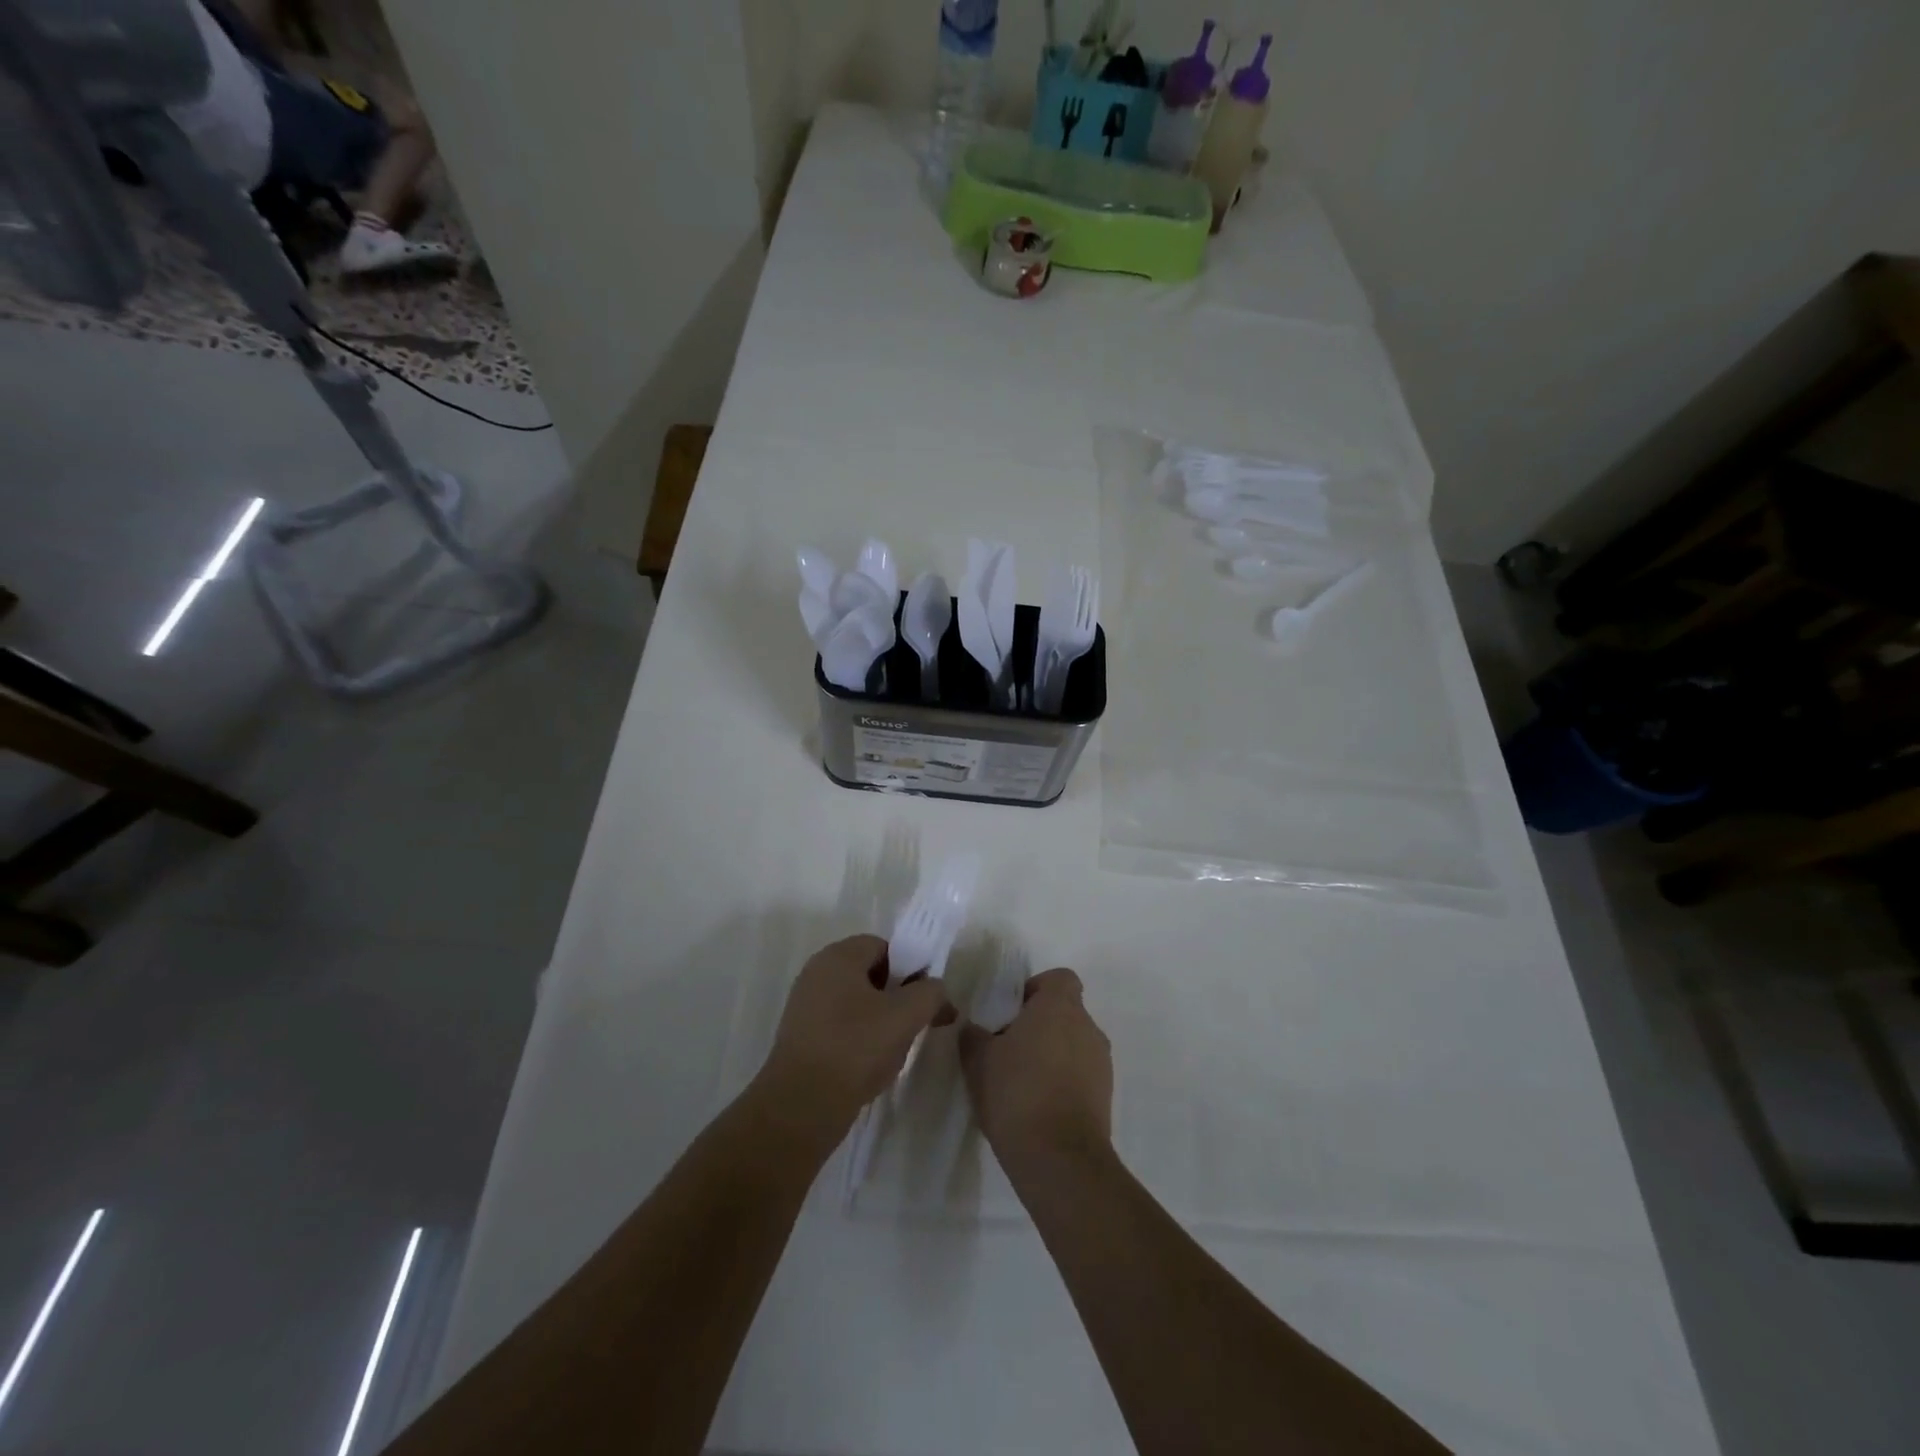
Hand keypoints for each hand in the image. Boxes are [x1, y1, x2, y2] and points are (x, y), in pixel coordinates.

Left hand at [757, 934, 954, 1139]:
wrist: (802, 1106)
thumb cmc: (855, 1048)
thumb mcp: (906, 1016)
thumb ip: (930, 993)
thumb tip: (936, 989)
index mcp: (837, 957)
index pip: (884, 947)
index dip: (910, 968)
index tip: (925, 999)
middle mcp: (817, 974)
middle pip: (870, 974)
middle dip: (898, 997)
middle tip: (915, 1024)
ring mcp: (805, 1006)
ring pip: (857, 1003)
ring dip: (881, 1021)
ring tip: (895, 1050)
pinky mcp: (801, 1038)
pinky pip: (840, 1026)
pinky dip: (859, 1039)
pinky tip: (870, 1066)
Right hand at [958, 967, 1111, 1174]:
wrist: (1060, 1160)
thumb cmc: (1017, 1093)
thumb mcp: (978, 1060)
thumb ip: (972, 1035)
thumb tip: (971, 1026)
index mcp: (1060, 1006)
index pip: (1059, 978)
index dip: (1035, 989)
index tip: (1011, 1012)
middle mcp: (1088, 1027)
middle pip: (1065, 1012)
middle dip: (1038, 1025)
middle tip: (1007, 1049)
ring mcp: (1101, 1063)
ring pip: (1073, 1044)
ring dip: (1051, 1055)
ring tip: (1020, 1082)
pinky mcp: (1106, 1097)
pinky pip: (1081, 1075)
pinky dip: (1063, 1082)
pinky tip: (1036, 1106)